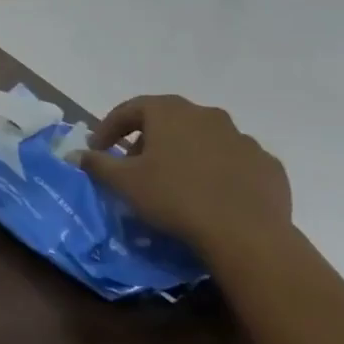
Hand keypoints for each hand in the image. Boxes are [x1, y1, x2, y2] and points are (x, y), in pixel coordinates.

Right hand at [77, 95, 291, 252]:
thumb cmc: (174, 198)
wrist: (246, 234)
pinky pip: (233, 161)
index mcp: (170, 112)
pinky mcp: (267, 164)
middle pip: (168, 121)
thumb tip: (76, 154)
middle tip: (136, 167)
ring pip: (203, 139)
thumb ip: (97, 164)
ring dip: (185, 154)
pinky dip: (218, 171)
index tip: (98, 149)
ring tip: (175, 183)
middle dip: (148, 140)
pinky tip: (211, 196)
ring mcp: (242, 138)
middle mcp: (207, 115)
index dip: (109, 127)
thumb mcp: (124, 183)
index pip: (130, 109)